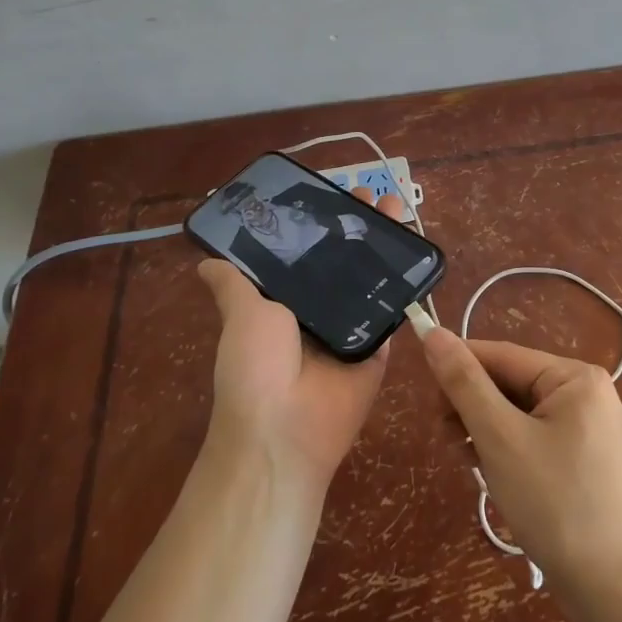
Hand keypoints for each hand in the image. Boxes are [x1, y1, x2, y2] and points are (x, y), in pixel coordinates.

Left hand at [197, 187, 404, 494]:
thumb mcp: (241, 316)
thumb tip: (205, 261)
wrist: (285, 430)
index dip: (320, 221)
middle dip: (358, 224)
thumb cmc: (256, 367)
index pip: (306, 250)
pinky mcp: (379, 343)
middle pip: (344, 257)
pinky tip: (416, 246)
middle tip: (373, 193)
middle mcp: (319, 307)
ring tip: (397, 206)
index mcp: (285, 300)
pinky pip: (393, 307)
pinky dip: (405, 279)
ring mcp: (352, 324)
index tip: (334, 191)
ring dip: (385, 242)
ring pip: (372, 275)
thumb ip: (234, 285)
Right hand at [417, 327, 621, 601]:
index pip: (502, 356)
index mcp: (575, 377)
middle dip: (473, 408)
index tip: (424, 391)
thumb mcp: (500, 438)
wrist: (611, 588)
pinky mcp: (582, 458)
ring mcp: (587, 427)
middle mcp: (585, 392)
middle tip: (445, 438)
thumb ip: (464, 383)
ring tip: (466, 461)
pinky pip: (533, 436)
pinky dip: (506, 449)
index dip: (459, 366)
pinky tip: (489, 472)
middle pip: (510, 384)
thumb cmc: (554, 503)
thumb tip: (433, 332)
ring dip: (485, 431)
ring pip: (517, 413)